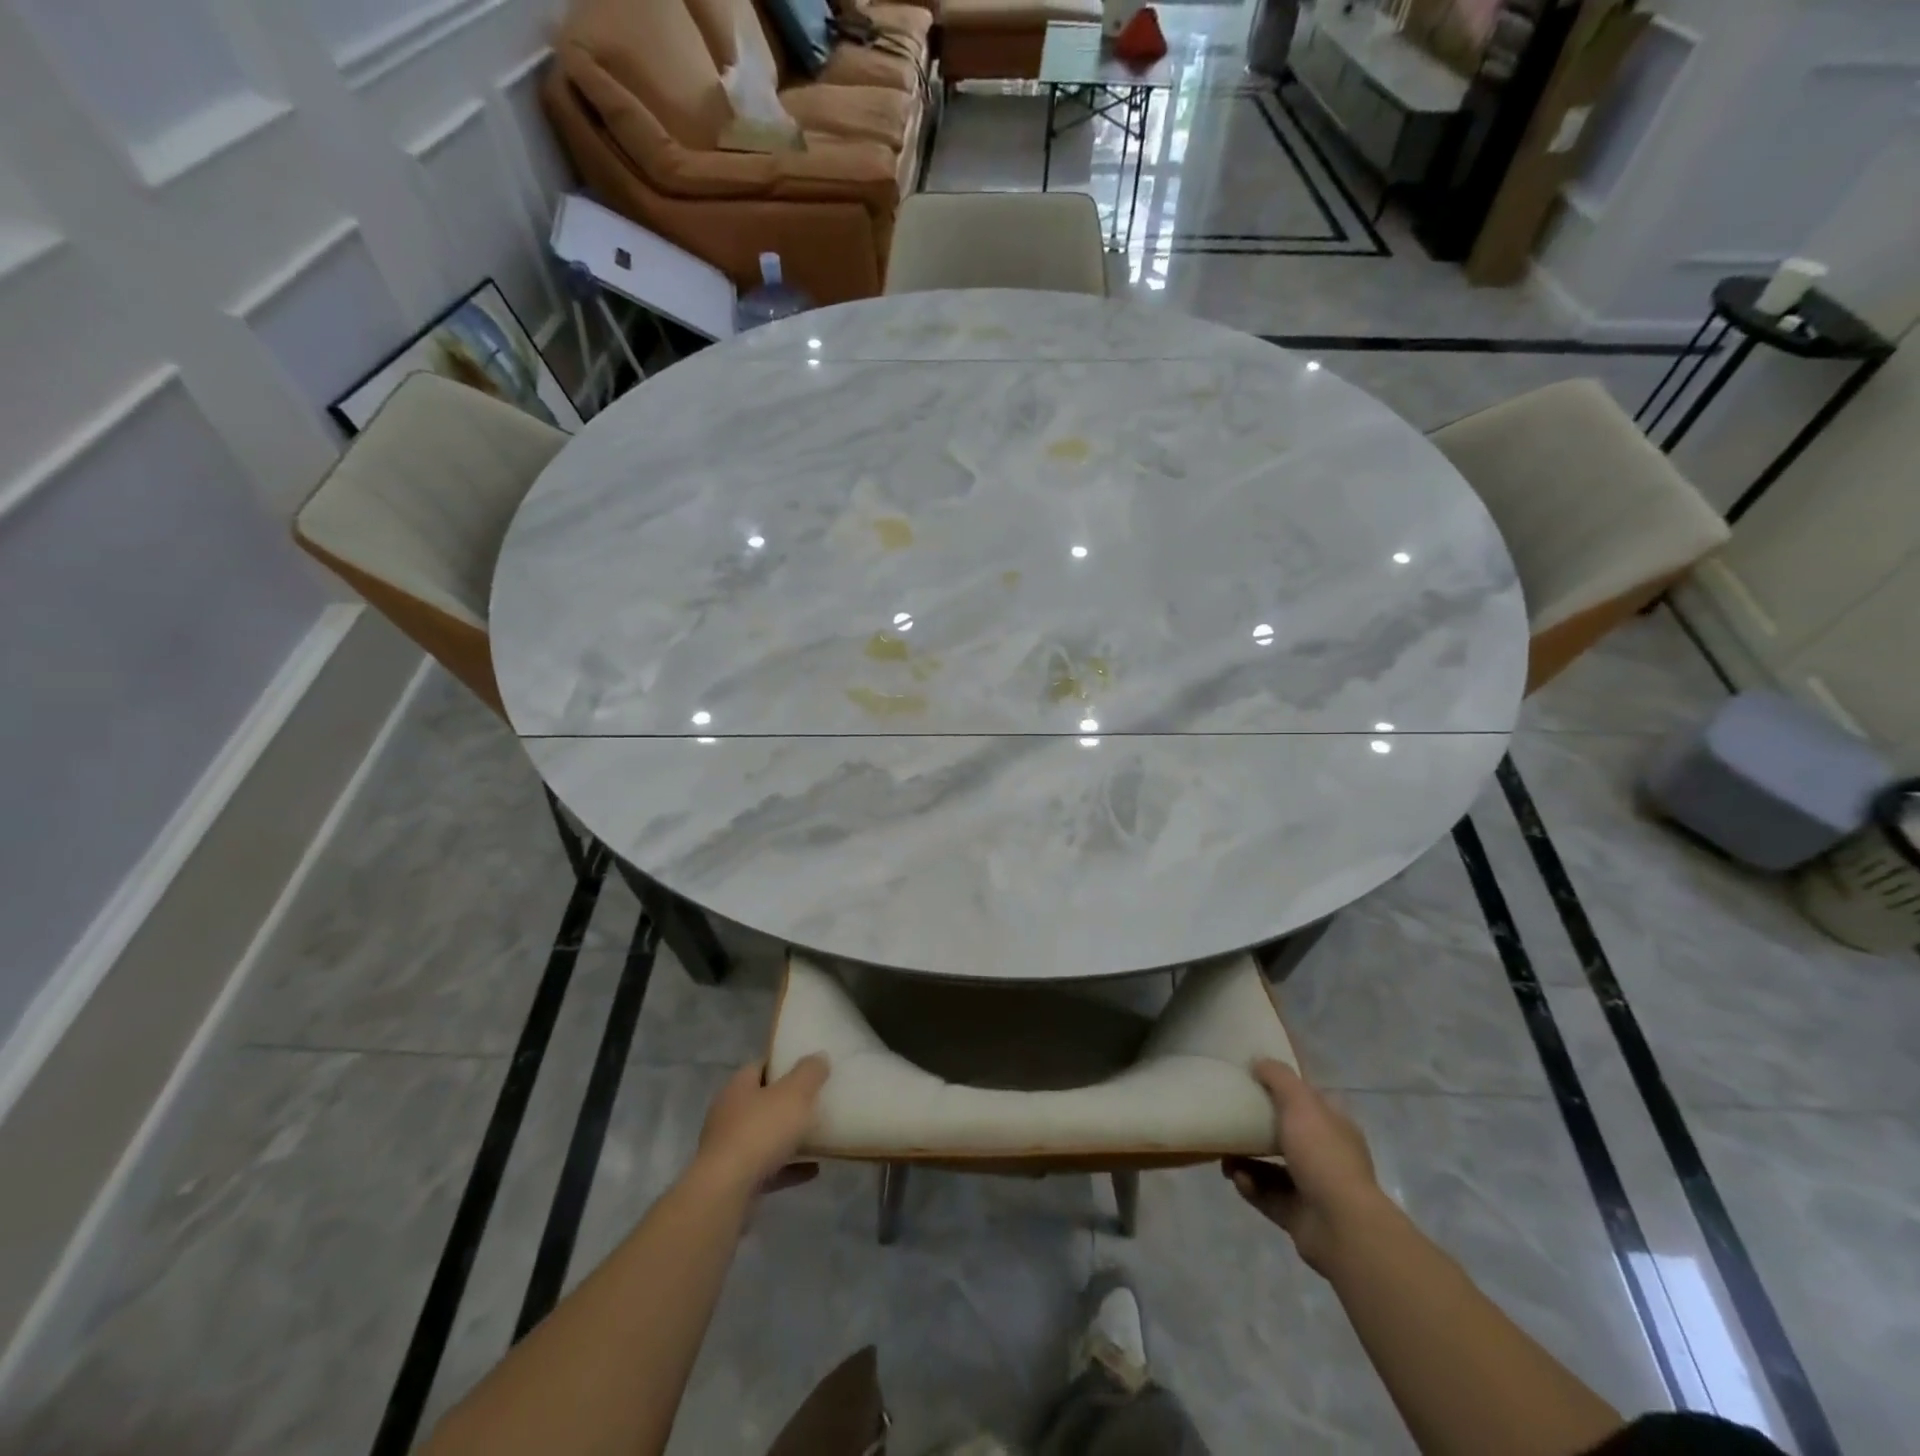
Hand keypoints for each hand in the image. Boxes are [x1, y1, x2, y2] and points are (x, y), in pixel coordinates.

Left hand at [693, 1057, 829, 1195]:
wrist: (726, 1193)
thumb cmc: (760, 1132)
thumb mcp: (795, 1093)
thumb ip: (809, 1073)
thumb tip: (818, 1057)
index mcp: (738, 1087)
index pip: (761, 1066)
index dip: (784, 1064)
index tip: (808, 1068)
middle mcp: (729, 1114)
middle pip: (763, 1102)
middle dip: (788, 1103)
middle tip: (817, 1101)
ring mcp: (729, 1149)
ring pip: (765, 1137)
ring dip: (790, 1137)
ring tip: (820, 1136)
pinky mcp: (735, 1180)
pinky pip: (768, 1168)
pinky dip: (789, 1167)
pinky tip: (813, 1169)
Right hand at [1222, 1058, 1389, 1273]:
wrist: (1342, 1227)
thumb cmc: (1323, 1155)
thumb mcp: (1300, 1102)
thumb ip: (1279, 1077)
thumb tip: (1259, 1062)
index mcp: (1335, 1126)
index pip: (1310, 1100)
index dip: (1285, 1089)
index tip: (1253, 1080)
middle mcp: (1327, 1156)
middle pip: (1287, 1134)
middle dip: (1256, 1129)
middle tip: (1230, 1120)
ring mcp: (1314, 1188)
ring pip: (1272, 1167)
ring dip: (1246, 1160)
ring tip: (1224, 1156)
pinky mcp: (1298, 1215)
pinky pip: (1267, 1195)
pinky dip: (1250, 1186)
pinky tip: (1237, 1178)